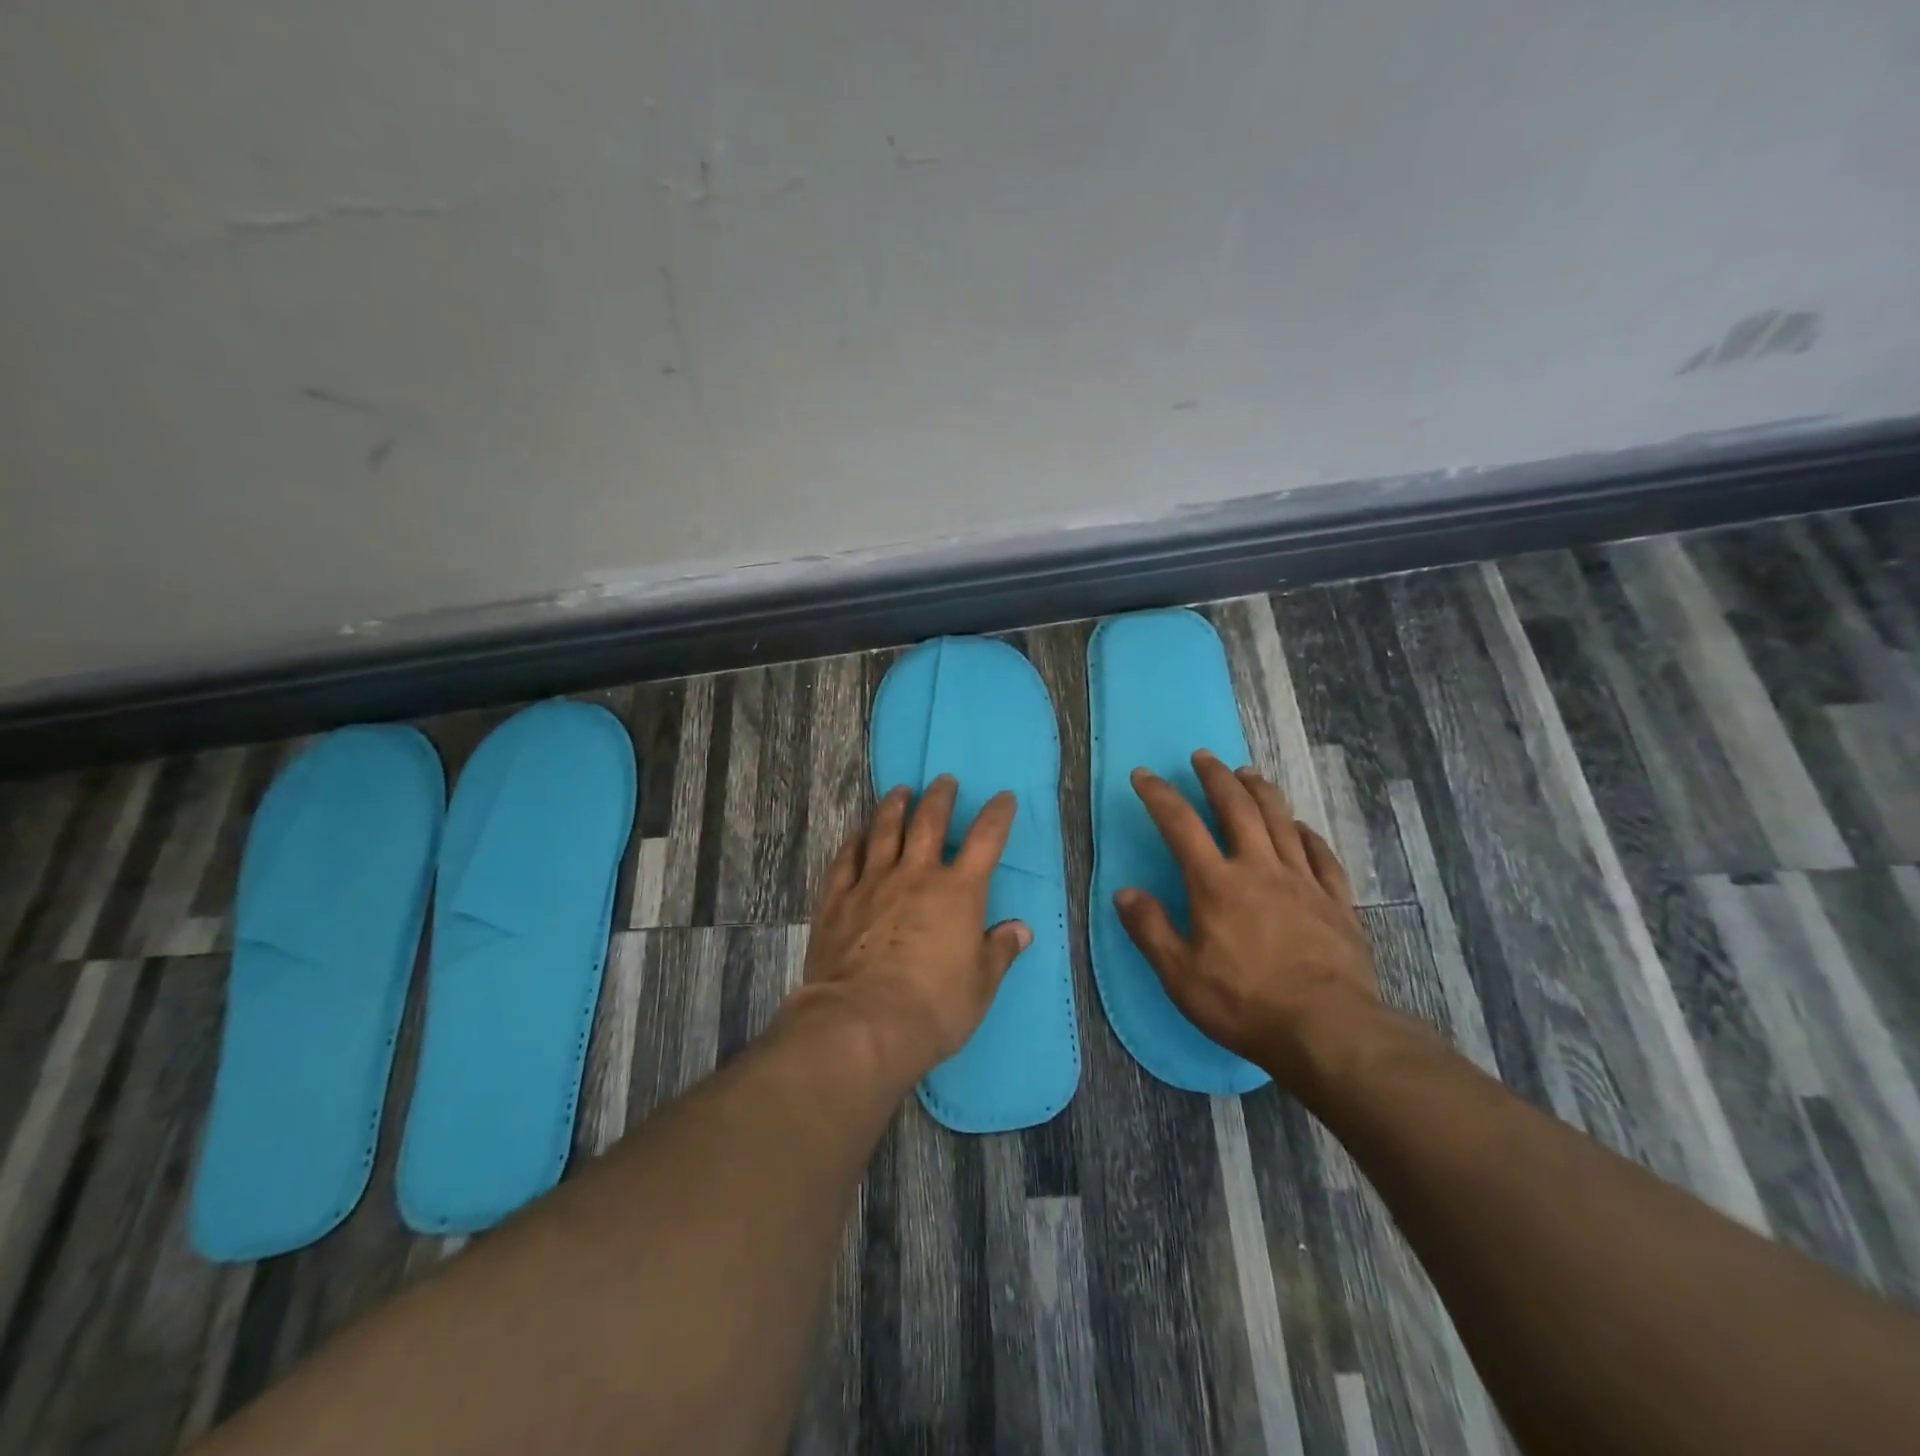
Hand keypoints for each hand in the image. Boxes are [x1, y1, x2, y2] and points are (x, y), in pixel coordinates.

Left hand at [797, 776, 1031, 1079]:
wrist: (864, 1024)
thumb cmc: (934, 1007)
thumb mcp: (981, 985)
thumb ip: (999, 951)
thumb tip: (1020, 930)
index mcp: (958, 892)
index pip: (985, 840)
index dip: (997, 815)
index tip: (1004, 798)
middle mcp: (915, 876)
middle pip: (929, 822)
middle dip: (940, 797)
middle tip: (944, 781)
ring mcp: (872, 884)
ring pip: (883, 831)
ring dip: (894, 806)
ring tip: (900, 791)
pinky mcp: (836, 901)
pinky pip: (844, 860)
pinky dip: (852, 842)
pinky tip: (856, 834)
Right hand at [1115, 751, 1379, 1082]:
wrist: (1329, 1030)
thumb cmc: (1245, 1004)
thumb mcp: (1180, 976)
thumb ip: (1150, 930)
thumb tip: (1124, 892)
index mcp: (1217, 884)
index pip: (1181, 825)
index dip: (1160, 795)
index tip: (1144, 775)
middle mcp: (1260, 869)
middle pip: (1237, 808)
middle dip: (1217, 778)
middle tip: (1204, 757)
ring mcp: (1303, 881)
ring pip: (1281, 820)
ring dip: (1261, 791)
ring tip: (1248, 773)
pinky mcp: (1336, 901)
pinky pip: (1321, 854)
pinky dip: (1306, 833)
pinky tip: (1300, 827)